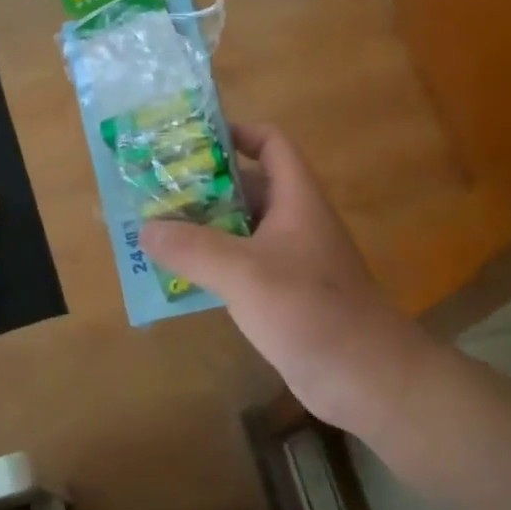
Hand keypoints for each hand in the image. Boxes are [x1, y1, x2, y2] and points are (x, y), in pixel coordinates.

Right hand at [138, 124, 440, 438]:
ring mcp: (292, 259)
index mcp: (296, 198)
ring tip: (156, 231)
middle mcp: (295, 221)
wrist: (365, 377)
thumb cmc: (309, 310)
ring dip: (203, 228)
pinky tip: (181, 277)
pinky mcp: (285, 294)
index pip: (270, 143)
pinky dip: (214, 265)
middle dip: (203, 186)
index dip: (235, 133)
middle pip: (247, 186)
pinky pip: (243, 266)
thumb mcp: (244, 273)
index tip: (189, 141)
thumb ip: (192, 248)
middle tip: (155, 190)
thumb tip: (145, 228)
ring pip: (242, 229)